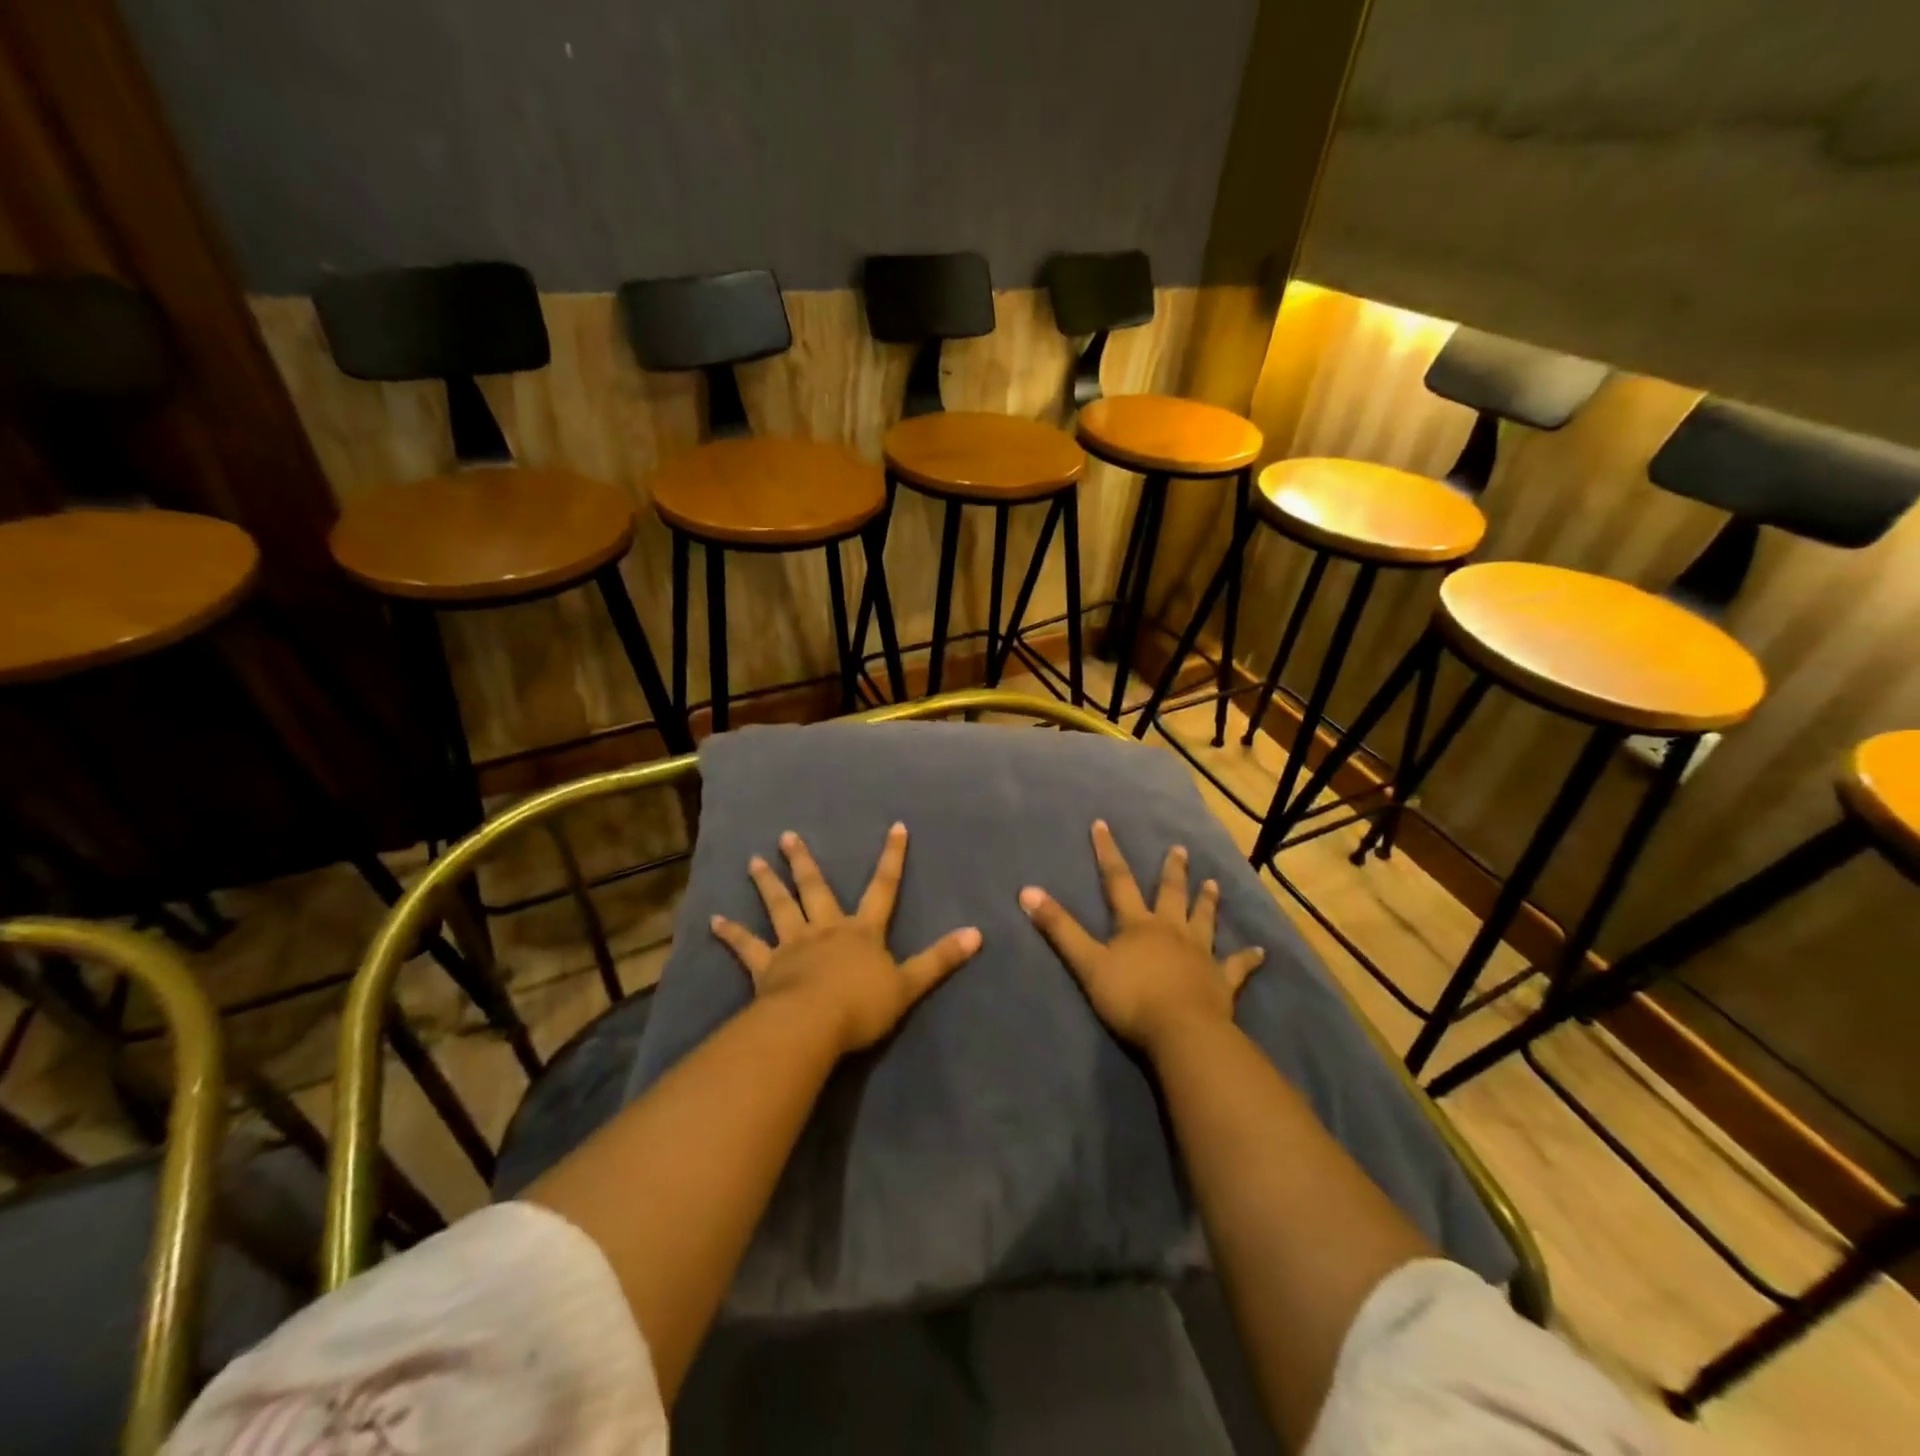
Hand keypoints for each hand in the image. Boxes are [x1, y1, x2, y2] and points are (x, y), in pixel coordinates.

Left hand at [710, 823, 982, 1053]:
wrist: (814, 1024)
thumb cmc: (863, 1005)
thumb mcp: (910, 983)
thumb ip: (940, 959)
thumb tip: (978, 934)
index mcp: (862, 931)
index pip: (883, 887)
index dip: (892, 857)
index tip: (896, 826)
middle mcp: (826, 929)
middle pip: (817, 889)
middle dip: (805, 862)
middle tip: (787, 836)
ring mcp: (793, 945)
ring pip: (779, 908)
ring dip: (767, 884)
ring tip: (754, 861)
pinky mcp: (766, 967)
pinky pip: (746, 947)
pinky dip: (730, 934)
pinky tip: (712, 921)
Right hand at [1019, 820, 1264, 1054]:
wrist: (1181, 1032)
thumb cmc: (1131, 997)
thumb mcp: (1086, 962)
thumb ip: (1059, 928)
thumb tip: (1027, 891)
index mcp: (1137, 924)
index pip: (1118, 881)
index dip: (1108, 853)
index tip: (1103, 825)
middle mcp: (1171, 931)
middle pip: (1170, 894)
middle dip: (1172, 871)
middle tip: (1180, 849)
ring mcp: (1200, 954)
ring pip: (1204, 921)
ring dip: (1208, 902)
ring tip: (1213, 883)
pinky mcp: (1222, 981)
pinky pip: (1237, 967)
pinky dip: (1248, 959)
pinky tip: (1262, 952)